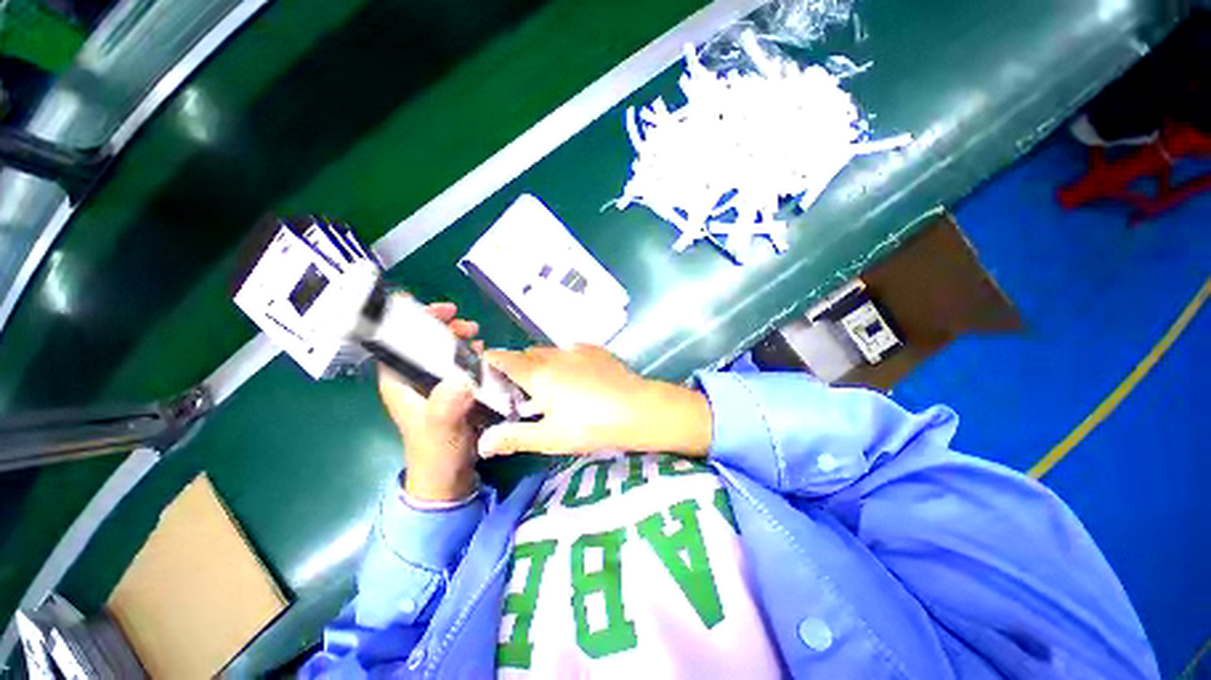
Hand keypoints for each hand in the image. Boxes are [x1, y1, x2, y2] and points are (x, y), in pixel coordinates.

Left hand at [379, 301, 482, 501]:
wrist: (449, 474)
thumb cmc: (435, 450)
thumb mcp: (439, 427)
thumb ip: (445, 406)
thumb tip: (461, 380)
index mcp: (400, 381)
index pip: (399, 340)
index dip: (416, 319)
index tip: (443, 310)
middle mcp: (414, 378)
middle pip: (424, 341)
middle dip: (444, 327)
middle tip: (468, 326)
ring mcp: (435, 384)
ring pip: (443, 351)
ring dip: (459, 340)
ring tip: (477, 337)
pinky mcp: (453, 391)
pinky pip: (460, 365)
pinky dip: (470, 356)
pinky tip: (482, 355)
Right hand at [479, 345, 712, 457]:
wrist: (639, 409)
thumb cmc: (592, 426)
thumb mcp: (551, 437)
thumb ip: (514, 437)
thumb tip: (482, 443)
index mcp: (538, 373)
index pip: (502, 358)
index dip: (488, 363)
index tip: (484, 376)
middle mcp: (555, 354)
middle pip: (526, 355)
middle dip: (517, 369)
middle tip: (520, 394)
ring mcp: (578, 349)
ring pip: (549, 352)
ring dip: (541, 365)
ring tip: (550, 389)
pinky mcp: (596, 351)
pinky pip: (570, 351)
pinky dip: (564, 362)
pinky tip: (577, 380)